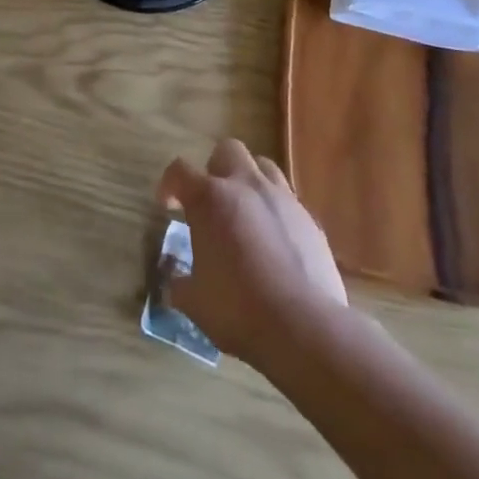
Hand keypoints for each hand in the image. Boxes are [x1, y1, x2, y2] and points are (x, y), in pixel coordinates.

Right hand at [156, 139, 347, 366]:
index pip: (180, 171)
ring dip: (249, 182)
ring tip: (246, 214)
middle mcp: (246, 186)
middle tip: (212, 203)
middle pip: (227, 150)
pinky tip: (275, 243)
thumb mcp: (194, 302)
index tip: (168, 205)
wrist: (304, 327)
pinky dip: (276, 212)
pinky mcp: (310, 219)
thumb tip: (176, 280)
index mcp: (210, 199)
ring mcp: (282, 198)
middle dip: (215, 169)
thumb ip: (180, 283)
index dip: (169, 184)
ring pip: (263, 166)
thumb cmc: (239, 310)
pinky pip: (289, 201)